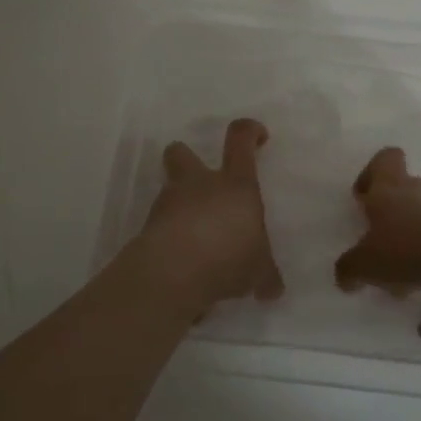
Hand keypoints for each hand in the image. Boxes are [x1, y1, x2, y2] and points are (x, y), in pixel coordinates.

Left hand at [132, 118, 284, 309]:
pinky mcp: (148, 227)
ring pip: (168, 188)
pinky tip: (182, 261)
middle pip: (182, 152)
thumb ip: (265, 276)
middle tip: (200, 180)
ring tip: (194, 234)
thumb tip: (273, 290)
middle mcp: (200, 184)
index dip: (249, 131)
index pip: (240, 140)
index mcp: (235, 184)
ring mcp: (169, 203)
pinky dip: (169, 236)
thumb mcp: (258, 271)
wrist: (174, 272)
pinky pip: (160, 225)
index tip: (257, 136)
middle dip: (187, 159)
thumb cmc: (228, 256)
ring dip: (178, 203)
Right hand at [334, 147, 420, 299]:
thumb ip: (351, 269)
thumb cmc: (412, 246)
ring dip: (417, 247)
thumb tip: (345, 276)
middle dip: (394, 219)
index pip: (385, 160)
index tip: (365, 198)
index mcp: (391, 189)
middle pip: (407, 192)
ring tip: (407, 282)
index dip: (373, 173)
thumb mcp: (368, 263)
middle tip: (382, 248)